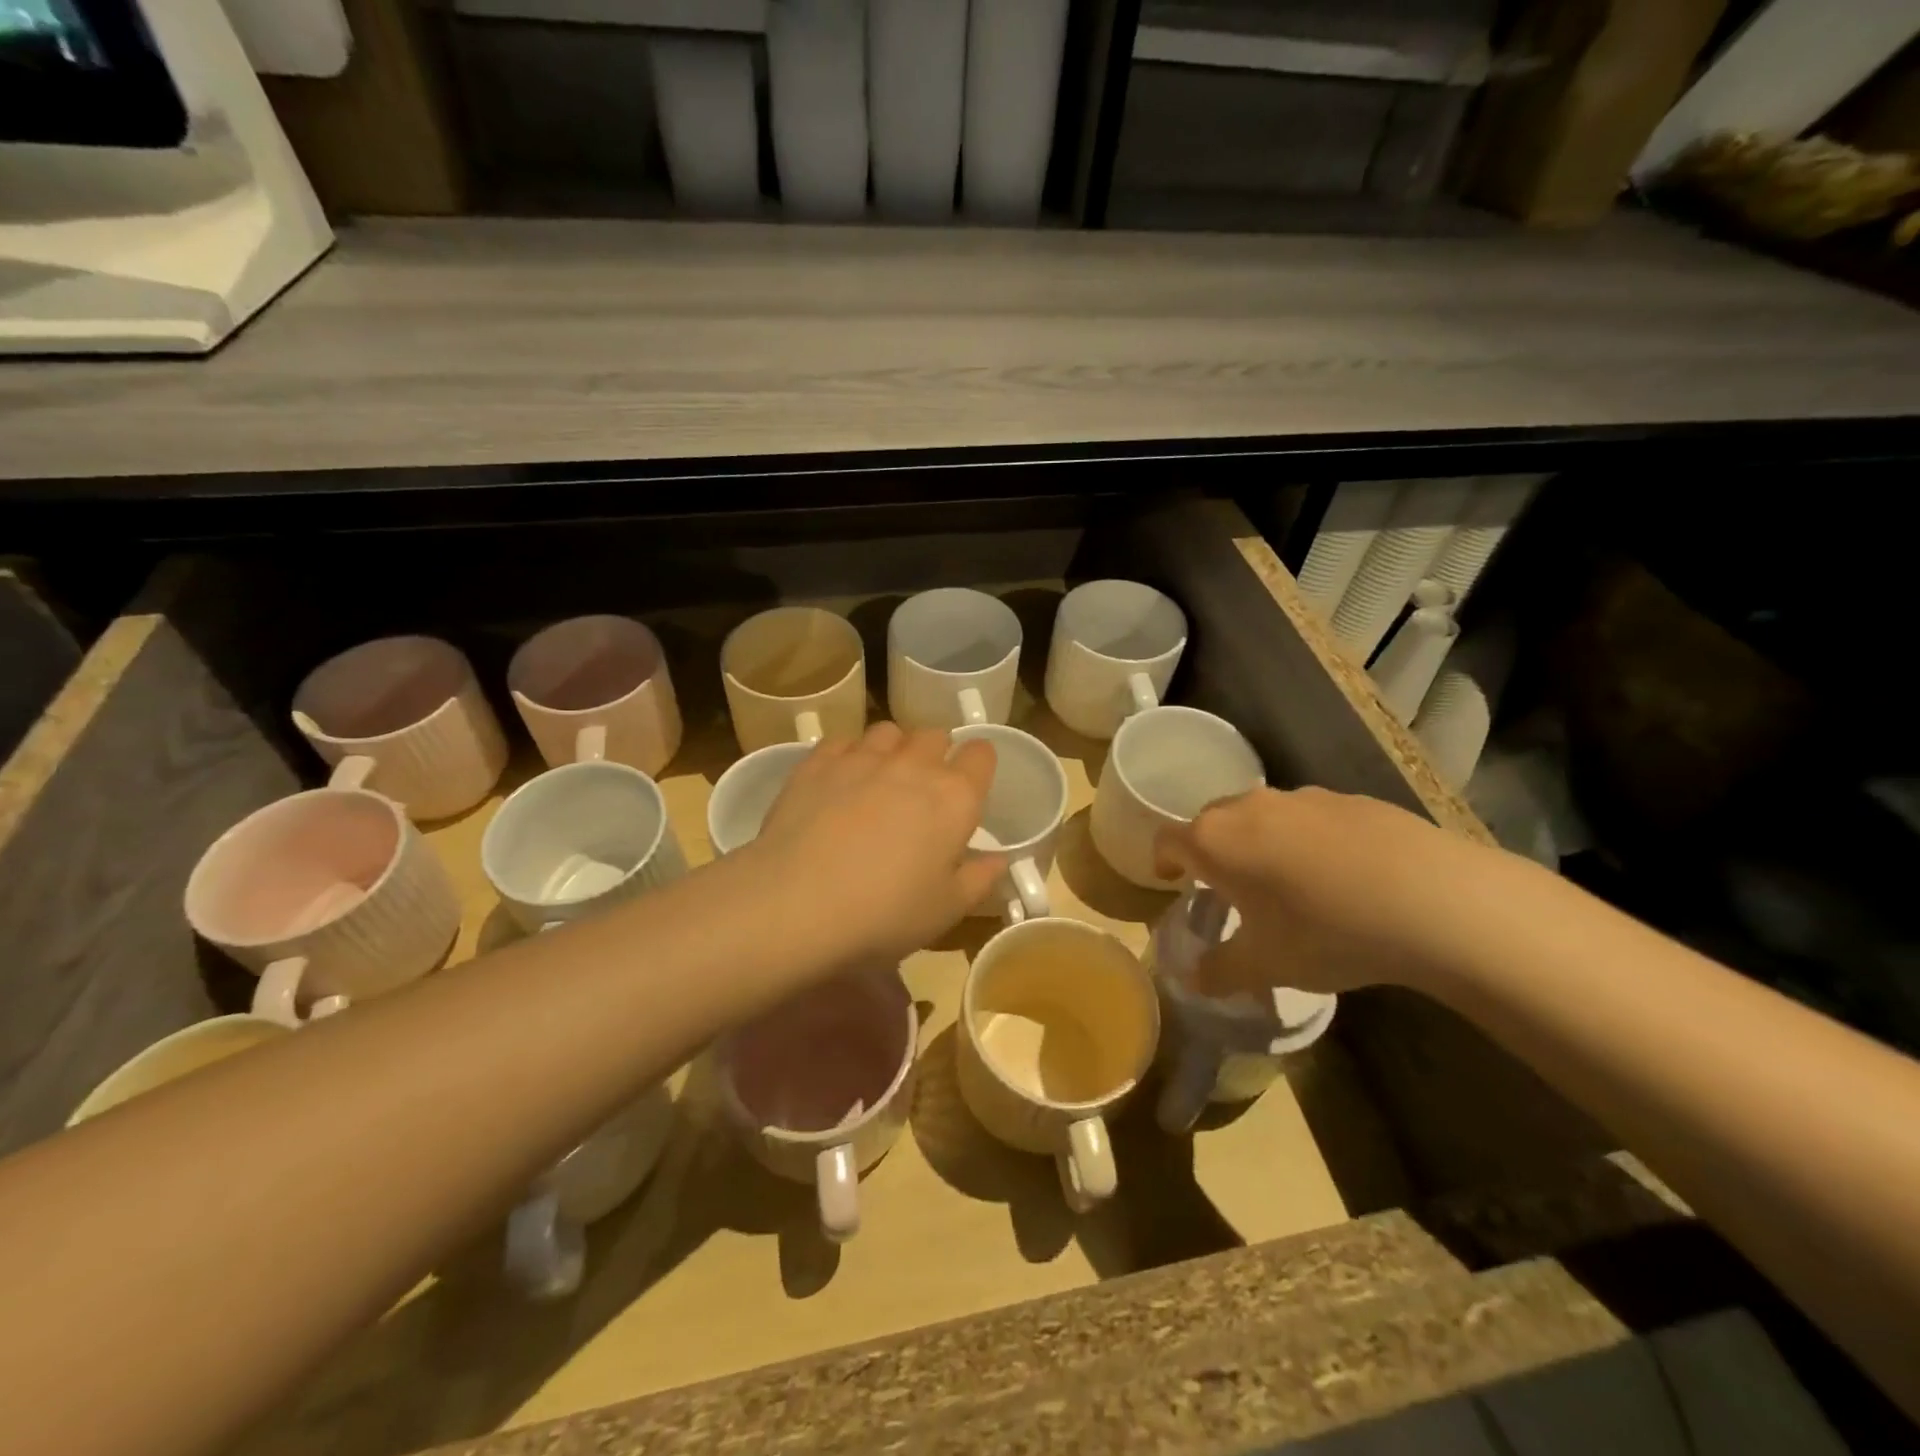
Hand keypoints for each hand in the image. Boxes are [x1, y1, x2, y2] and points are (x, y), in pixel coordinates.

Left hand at [750, 723, 1005, 970]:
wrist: (797, 904)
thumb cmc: (885, 915)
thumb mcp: (945, 910)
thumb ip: (978, 879)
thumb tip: (997, 860)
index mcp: (954, 798)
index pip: (981, 754)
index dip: (978, 765)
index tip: (970, 786)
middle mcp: (913, 765)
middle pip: (934, 735)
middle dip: (936, 753)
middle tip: (924, 789)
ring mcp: (862, 758)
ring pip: (888, 731)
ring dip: (893, 748)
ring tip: (880, 779)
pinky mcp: (817, 762)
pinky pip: (842, 740)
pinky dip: (848, 753)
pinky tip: (839, 780)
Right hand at [1153, 786, 1517, 997]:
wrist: (1432, 899)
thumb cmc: (1325, 931)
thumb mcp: (1266, 966)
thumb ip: (1219, 972)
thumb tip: (1192, 980)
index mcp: (1215, 841)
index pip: (1168, 839)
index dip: (1162, 860)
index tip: (1171, 880)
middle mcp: (1249, 807)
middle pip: (1211, 821)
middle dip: (1210, 850)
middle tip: (1226, 886)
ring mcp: (1302, 797)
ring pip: (1262, 815)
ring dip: (1259, 841)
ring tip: (1286, 881)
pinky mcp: (1350, 799)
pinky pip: (1309, 817)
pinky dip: (1307, 838)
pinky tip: (1340, 875)